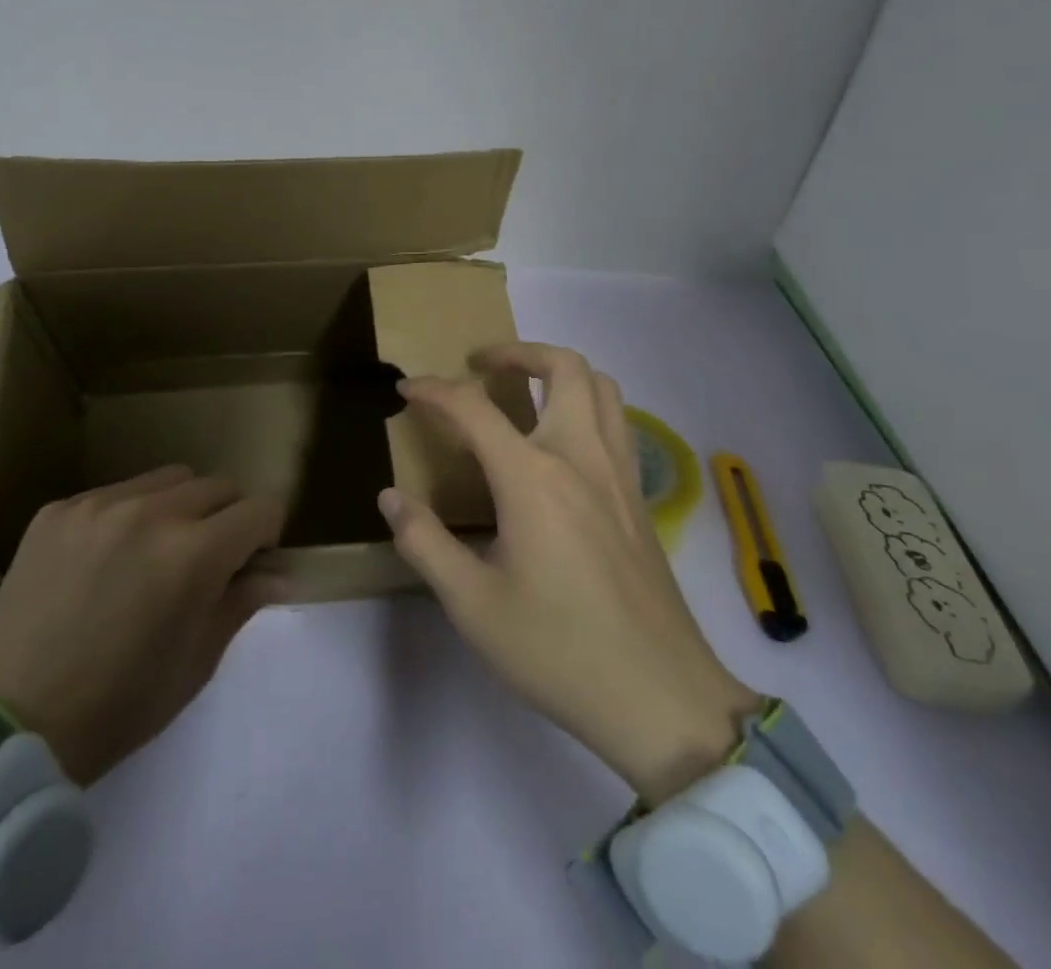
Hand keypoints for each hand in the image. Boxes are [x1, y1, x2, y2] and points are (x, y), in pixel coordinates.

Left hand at [0, 465, 284, 785]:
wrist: (8, 726)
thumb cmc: (119, 706)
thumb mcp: (197, 663)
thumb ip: (242, 602)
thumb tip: (280, 572)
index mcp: (194, 555)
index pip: (260, 508)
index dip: (265, 535)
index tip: (250, 562)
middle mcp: (151, 513)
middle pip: (219, 485)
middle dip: (227, 516)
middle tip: (205, 560)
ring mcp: (99, 505)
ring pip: (169, 479)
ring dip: (180, 506)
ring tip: (154, 551)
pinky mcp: (59, 509)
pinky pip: (116, 492)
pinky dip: (128, 515)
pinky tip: (105, 559)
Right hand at [379, 343, 760, 802]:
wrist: (660, 698)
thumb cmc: (558, 650)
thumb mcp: (473, 605)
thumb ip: (426, 543)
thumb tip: (390, 498)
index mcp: (533, 479)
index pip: (473, 408)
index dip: (433, 390)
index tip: (407, 390)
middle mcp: (580, 457)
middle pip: (562, 366)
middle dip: (516, 352)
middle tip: (481, 366)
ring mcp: (619, 472)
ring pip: (600, 385)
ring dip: (559, 370)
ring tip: (525, 390)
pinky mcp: (639, 496)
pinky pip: (617, 421)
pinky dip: (586, 404)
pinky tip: (563, 441)